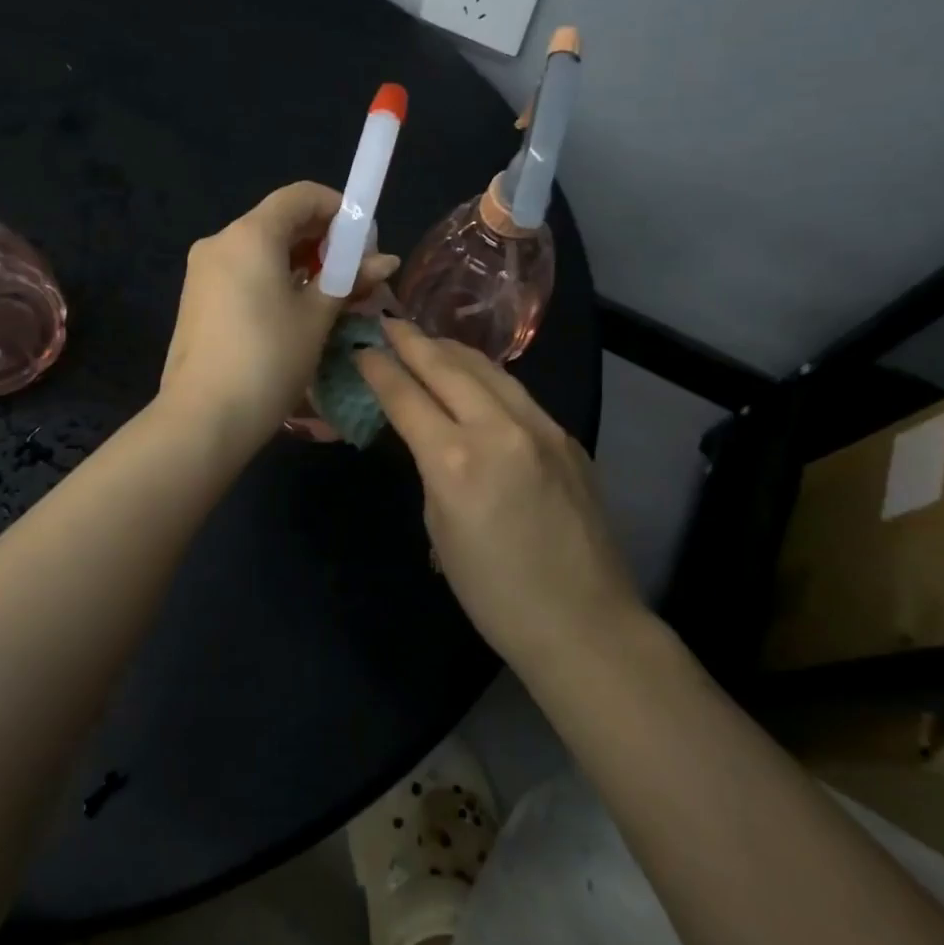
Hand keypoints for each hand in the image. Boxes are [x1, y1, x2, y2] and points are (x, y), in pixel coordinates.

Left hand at [160, 182, 398, 451]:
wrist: (203, 418)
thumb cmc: (268, 359)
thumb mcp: (316, 318)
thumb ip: (349, 280)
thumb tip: (385, 261)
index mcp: (250, 234)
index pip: (301, 195)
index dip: (340, 209)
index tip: (365, 242)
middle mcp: (220, 241)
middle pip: (280, 221)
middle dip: (323, 241)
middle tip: (355, 275)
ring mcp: (203, 271)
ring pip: (261, 249)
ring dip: (301, 263)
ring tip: (331, 297)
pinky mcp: (196, 299)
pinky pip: (243, 273)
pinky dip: (274, 280)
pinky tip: (295, 312)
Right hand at [357, 319, 640, 668]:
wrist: (583, 621)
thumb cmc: (494, 593)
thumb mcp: (440, 528)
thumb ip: (431, 468)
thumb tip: (428, 434)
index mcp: (456, 461)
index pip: (406, 396)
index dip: (378, 368)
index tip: (360, 348)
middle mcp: (499, 429)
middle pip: (447, 367)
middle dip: (413, 341)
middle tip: (388, 323)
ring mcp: (540, 427)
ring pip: (488, 369)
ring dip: (451, 350)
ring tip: (427, 340)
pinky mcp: (566, 436)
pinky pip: (516, 393)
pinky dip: (486, 376)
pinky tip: (474, 377)